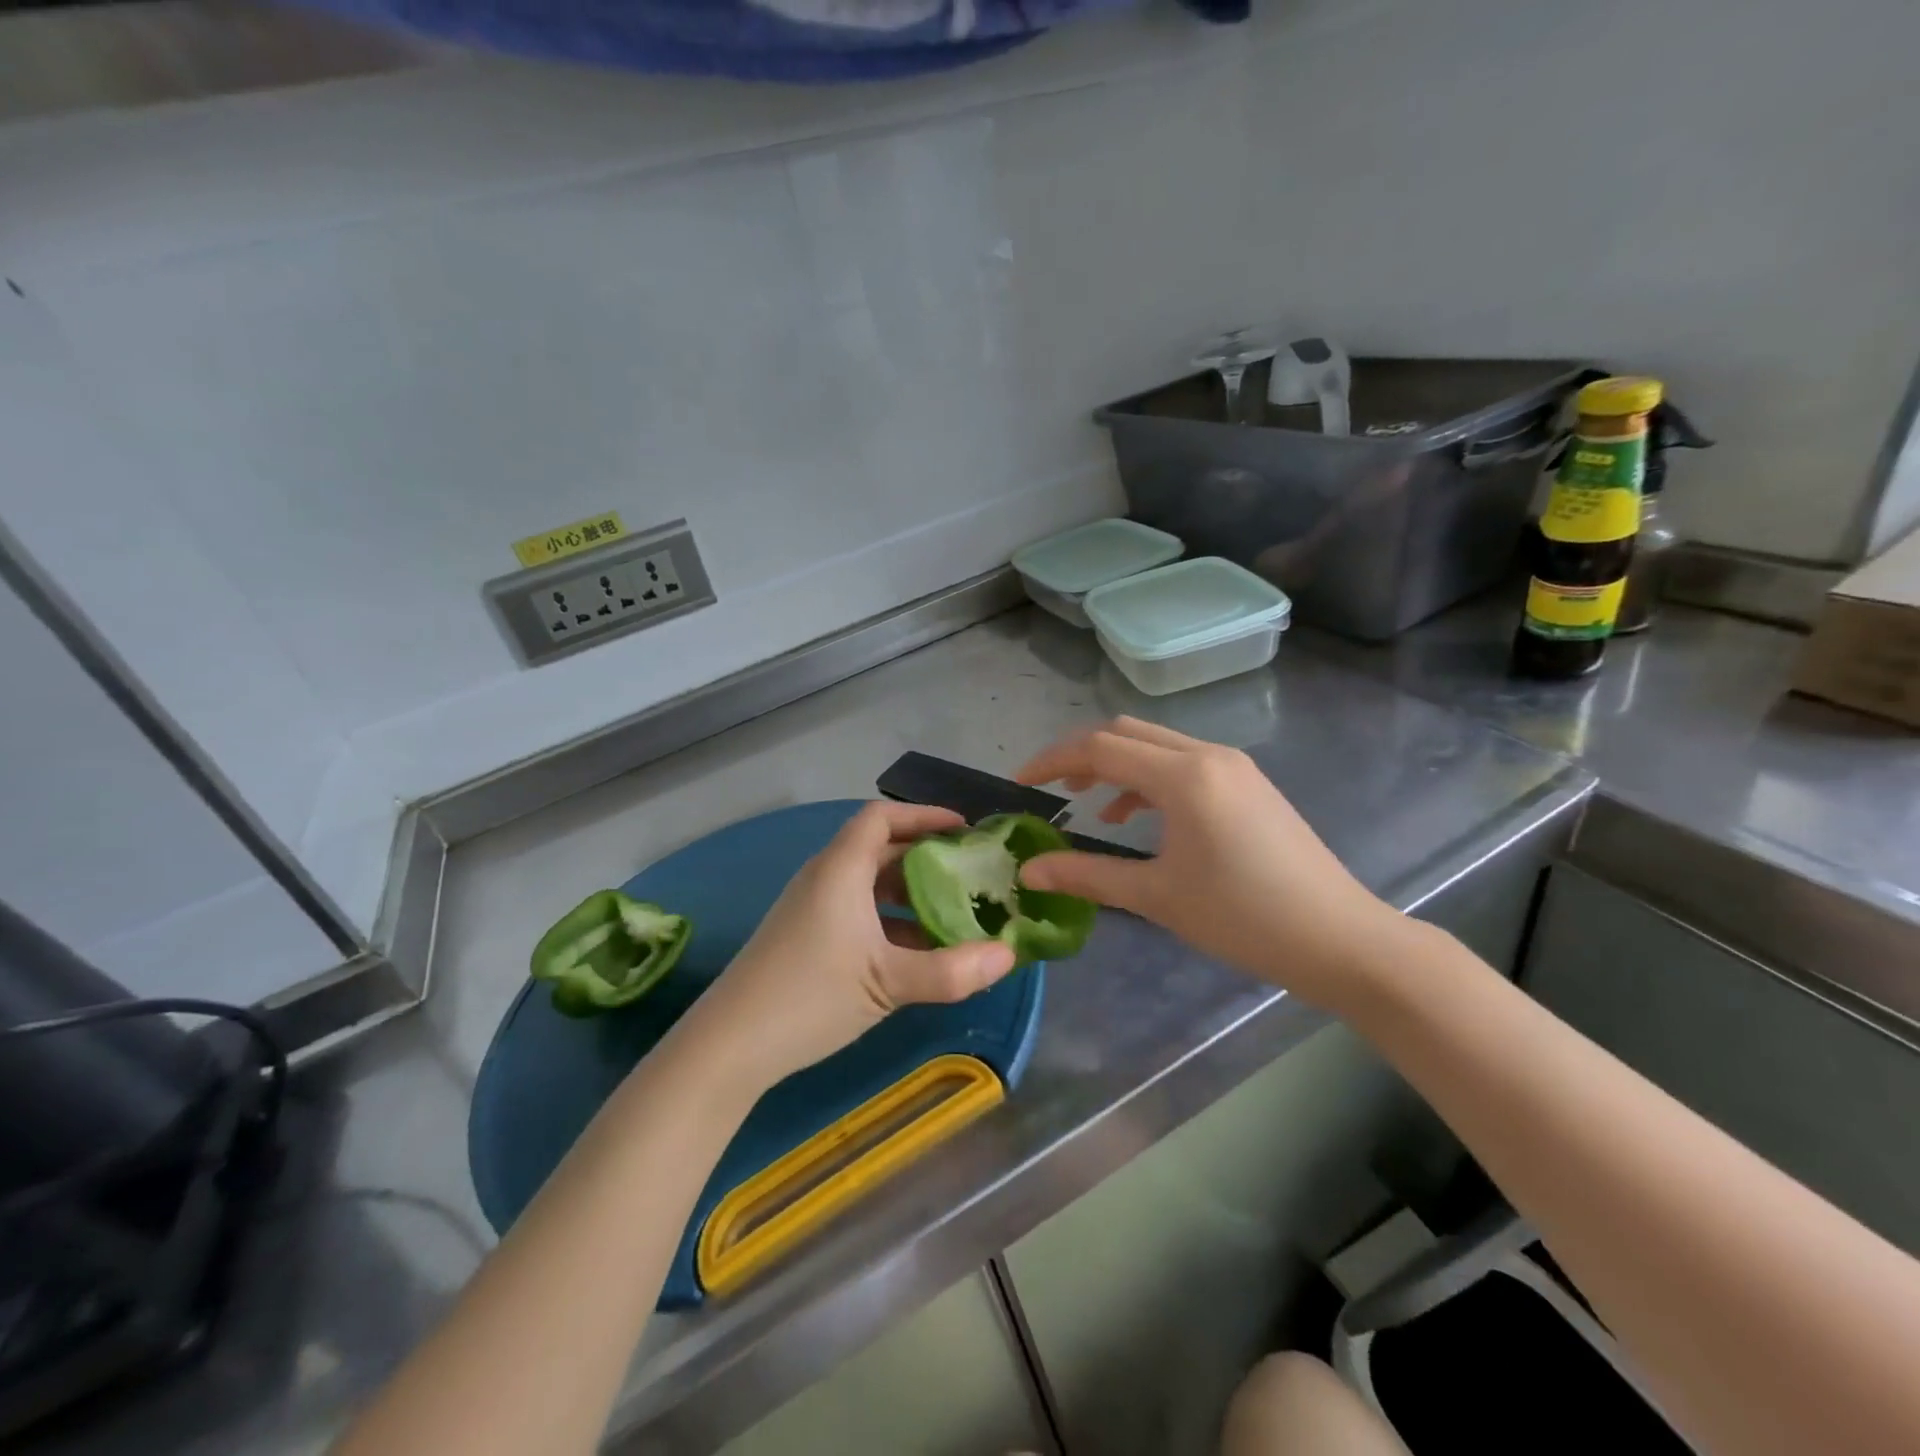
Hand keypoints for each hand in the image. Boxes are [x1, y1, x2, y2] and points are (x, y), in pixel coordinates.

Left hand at [673, 801, 1017, 1091]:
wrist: (729, 1045)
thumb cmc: (810, 996)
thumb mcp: (888, 982)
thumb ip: (952, 971)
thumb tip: (1010, 955)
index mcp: (841, 870)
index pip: (882, 817)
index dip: (923, 815)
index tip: (964, 829)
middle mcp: (826, 879)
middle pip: (880, 849)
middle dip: (927, 858)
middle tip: (971, 874)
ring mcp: (814, 910)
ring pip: (871, 886)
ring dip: (912, 894)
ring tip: (955, 914)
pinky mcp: (808, 939)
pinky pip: (859, 914)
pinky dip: (892, 922)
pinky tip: (919, 953)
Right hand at [1015, 717, 1403, 1011]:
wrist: (1340, 939)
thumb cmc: (1244, 918)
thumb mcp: (1157, 897)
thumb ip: (1087, 876)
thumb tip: (1029, 871)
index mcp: (1184, 776)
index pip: (1100, 748)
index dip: (1052, 760)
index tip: (1020, 783)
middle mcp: (1207, 755)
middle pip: (1126, 733)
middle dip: (1081, 755)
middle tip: (1051, 788)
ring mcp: (1233, 766)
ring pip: (1156, 745)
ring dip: (1116, 765)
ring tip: (1087, 802)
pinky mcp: (1248, 784)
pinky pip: (1183, 764)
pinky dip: (1148, 779)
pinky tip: (1136, 817)